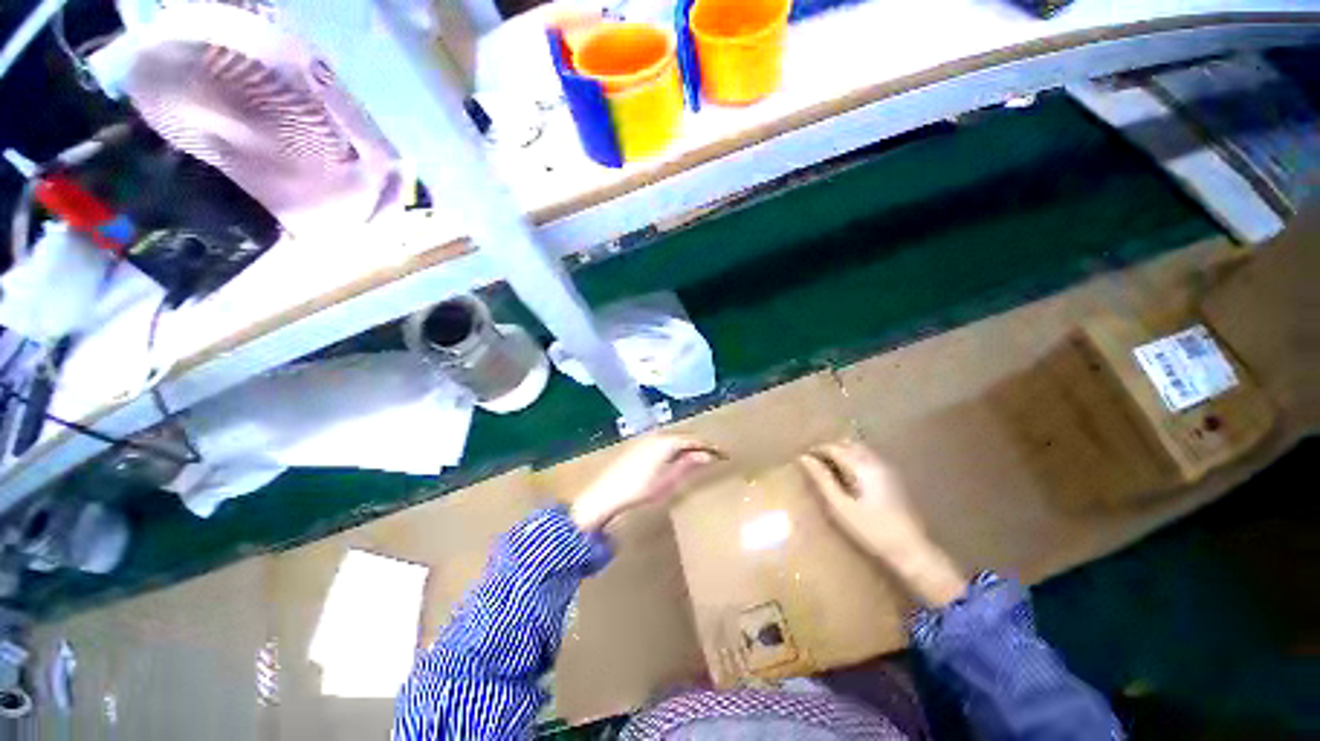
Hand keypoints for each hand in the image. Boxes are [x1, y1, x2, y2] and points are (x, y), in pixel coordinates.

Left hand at [571, 434, 722, 531]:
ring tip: (698, 458)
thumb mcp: (668, 481)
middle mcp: (657, 434)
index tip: (724, 454)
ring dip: (686, 446)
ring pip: (673, 438)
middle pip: (684, 436)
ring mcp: (646, 438)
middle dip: (699, 445)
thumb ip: (688, 466)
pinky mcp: (638, 444)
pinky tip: (675, 458)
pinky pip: (663, 441)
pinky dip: (674, 447)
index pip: (695, 440)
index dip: (711, 447)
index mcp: (667, 441)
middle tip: (714, 456)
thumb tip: (707, 456)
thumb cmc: (640, 489)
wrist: (606, 493)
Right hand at [799, 440, 964, 606]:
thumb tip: (804, 458)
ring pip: (859, 449)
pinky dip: (854, 458)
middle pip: (847, 444)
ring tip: (828, 467)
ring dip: (842, 452)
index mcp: (862, 466)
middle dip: (829, 448)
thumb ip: (822, 479)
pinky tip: (848, 474)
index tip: (802, 458)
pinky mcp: (892, 477)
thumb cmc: (871, 529)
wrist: (911, 549)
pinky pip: (868, 457)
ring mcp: (887, 468)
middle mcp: (875, 461)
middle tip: (814, 462)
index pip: (834, 447)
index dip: (816, 450)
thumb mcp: (840, 506)